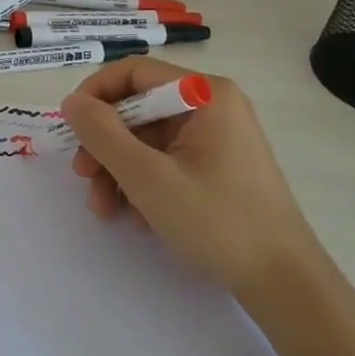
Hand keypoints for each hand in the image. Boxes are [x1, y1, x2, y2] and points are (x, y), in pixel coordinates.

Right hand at [58, 56, 317, 300]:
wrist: (284, 283)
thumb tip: (72, 101)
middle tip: (83, 176)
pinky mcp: (218, 167)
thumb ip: (102, 134)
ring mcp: (218, 138)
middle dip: (105, 144)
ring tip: (106, 209)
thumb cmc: (216, 221)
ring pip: (148, 140)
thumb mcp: (147, 177)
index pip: (134, 72)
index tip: (70, 127)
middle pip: (138, 109)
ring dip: (119, 170)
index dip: (95, 94)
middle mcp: (213, 106)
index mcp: (205, 94)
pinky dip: (144, 183)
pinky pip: (167, 160)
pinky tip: (137, 218)